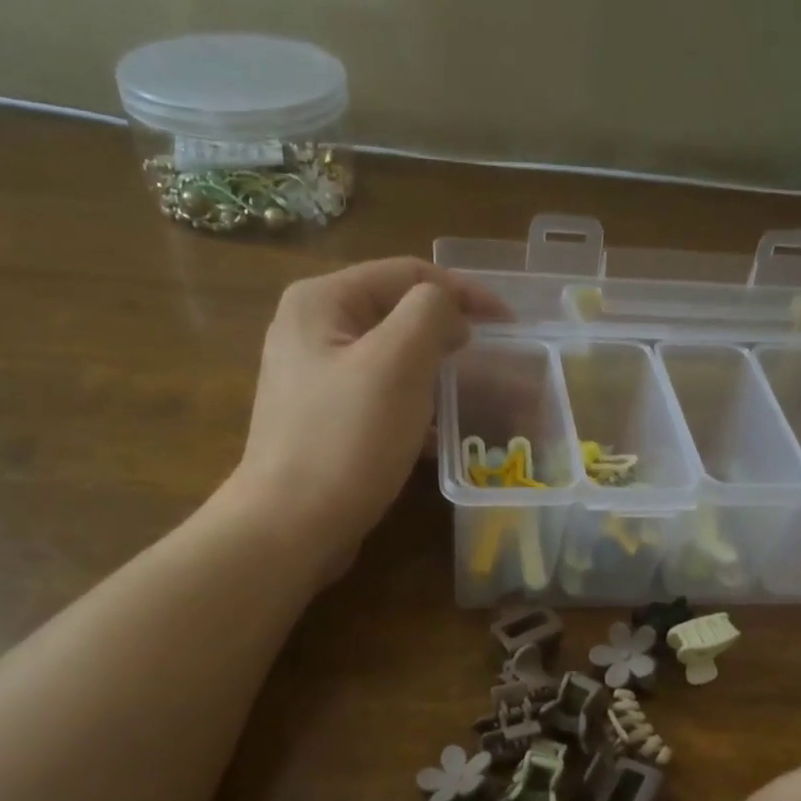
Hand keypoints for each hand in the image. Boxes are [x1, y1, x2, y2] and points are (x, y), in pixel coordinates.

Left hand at [225, 257, 507, 580]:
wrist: (290, 527)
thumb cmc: (347, 440)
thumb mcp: (398, 363)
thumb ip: (431, 313)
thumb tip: (449, 312)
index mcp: (322, 301)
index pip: (407, 274)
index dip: (464, 291)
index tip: (510, 323)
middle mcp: (311, 330)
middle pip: (397, 314)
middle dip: (448, 333)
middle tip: (493, 358)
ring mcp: (313, 378)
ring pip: (391, 360)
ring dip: (434, 373)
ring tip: (472, 395)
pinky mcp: (323, 420)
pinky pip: (379, 397)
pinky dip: (413, 407)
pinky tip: (439, 436)